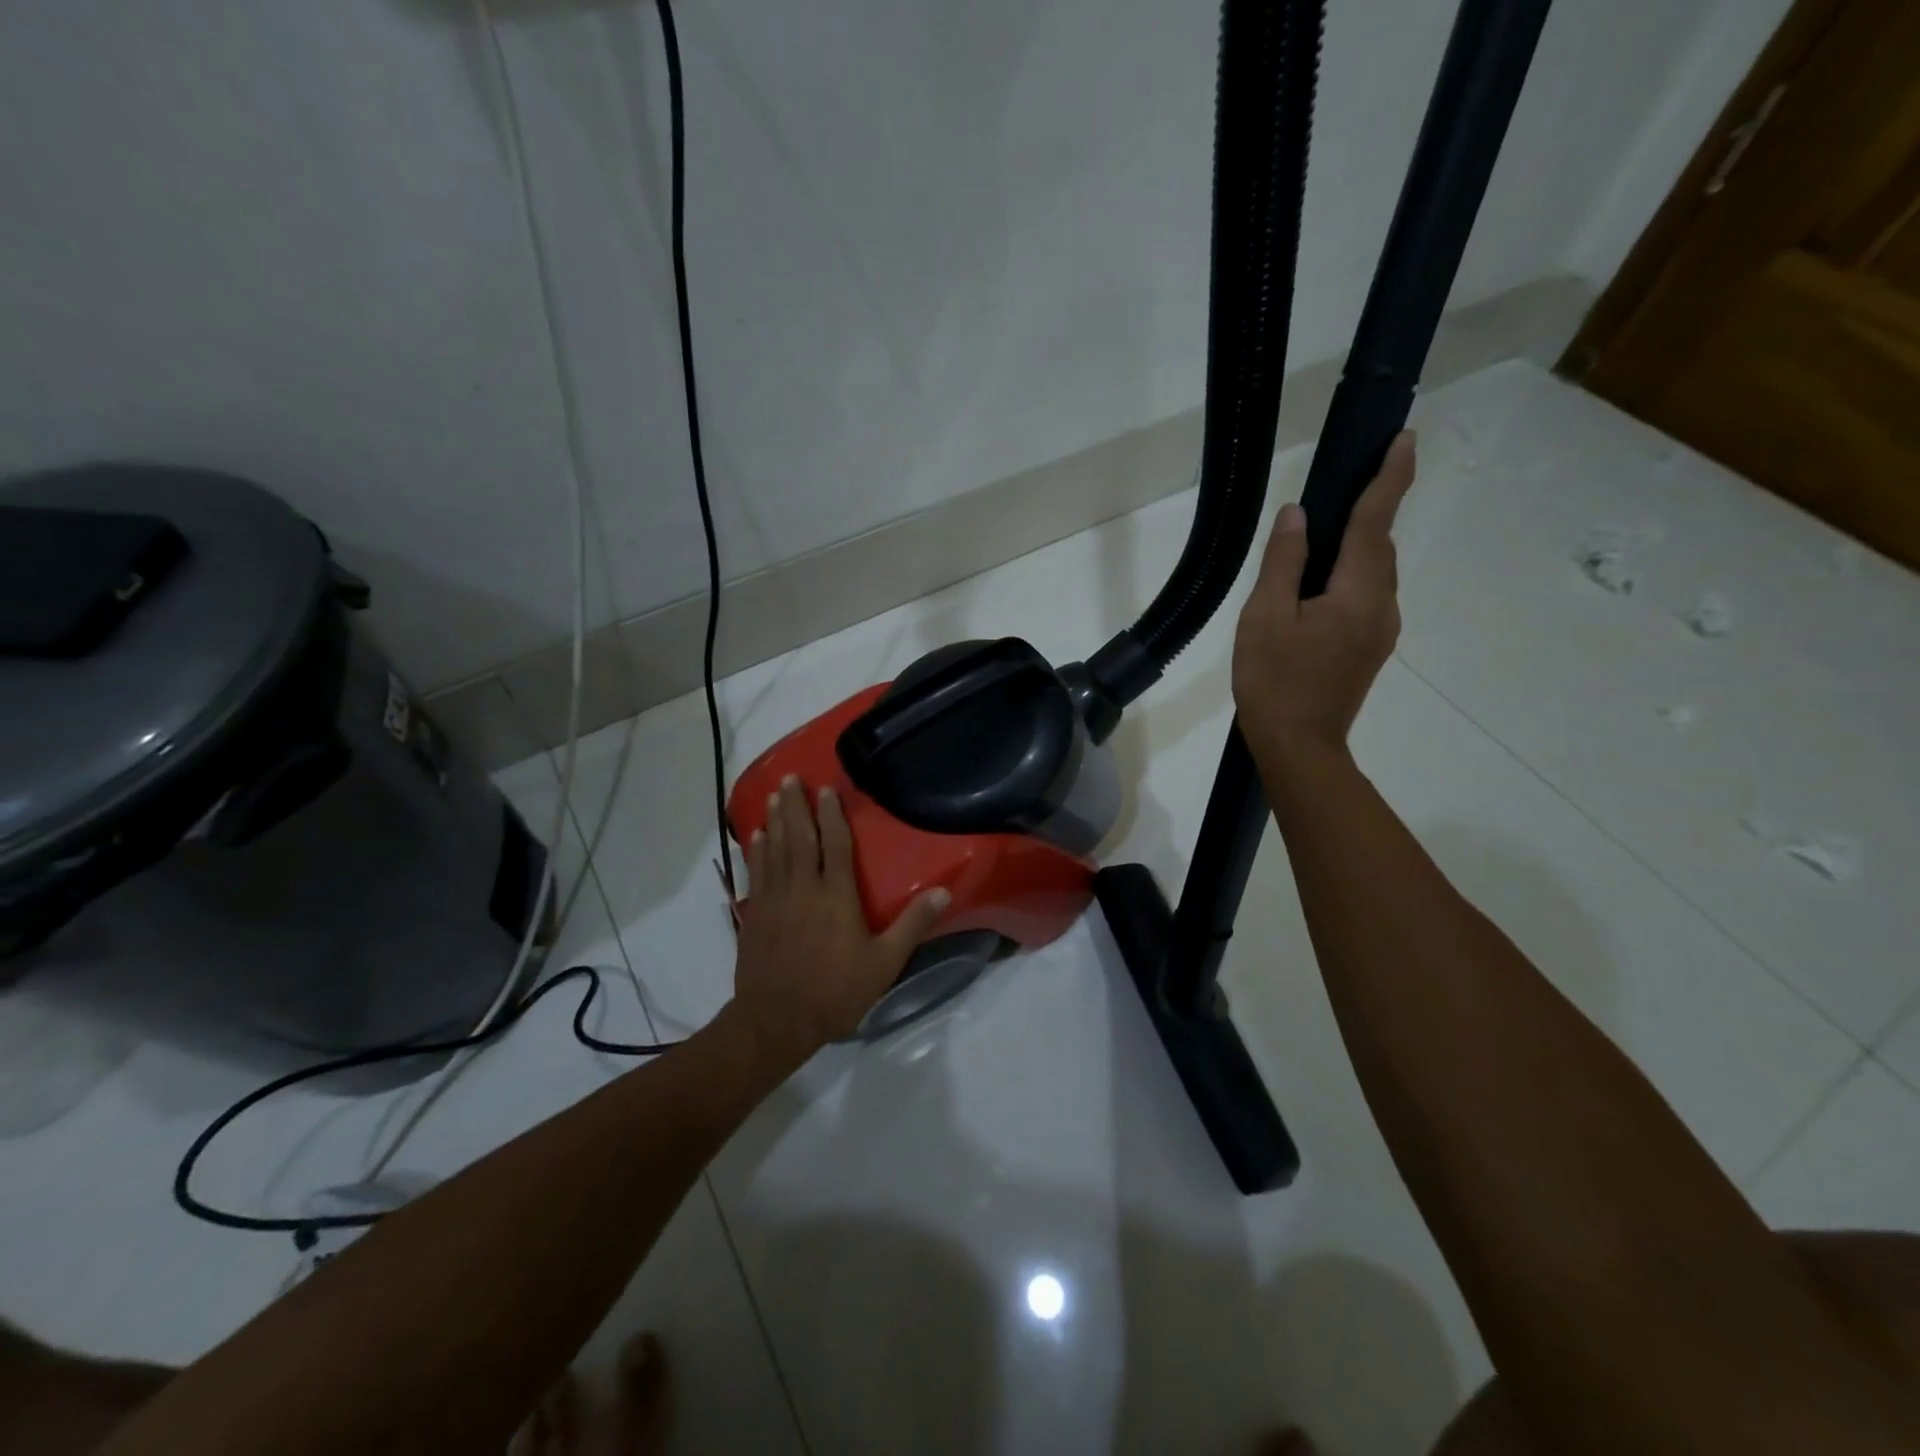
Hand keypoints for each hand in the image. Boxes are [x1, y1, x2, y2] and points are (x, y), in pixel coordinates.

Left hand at [731, 775, 949, 1059]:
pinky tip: (755, 837)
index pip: (834, 845)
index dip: (832, 815)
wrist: (777, 1020)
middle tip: (791, 778)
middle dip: (796, 806)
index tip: (827, 791)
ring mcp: (774, 899)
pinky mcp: (754, 914)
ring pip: (775, 849)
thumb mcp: (884, 962)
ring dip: (774, 820)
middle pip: (799, 838)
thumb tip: (944, 891)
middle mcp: (803, 888)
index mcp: (836, 895)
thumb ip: (912, 925)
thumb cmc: (836, 991)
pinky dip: (756, 851)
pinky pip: (756, 873)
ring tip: (774, 795)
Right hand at [1232, 431, 1415, 761]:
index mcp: (1356, 593)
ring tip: (1319, 544)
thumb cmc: (1275, 682)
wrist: (1298, 746)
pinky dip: (1351, 577)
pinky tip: (1319, 590)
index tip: (1405, 439)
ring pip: (1374, 574)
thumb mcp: (1264, 618)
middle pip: (1378, 547)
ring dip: (1357, 549)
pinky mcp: (1370, 649)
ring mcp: (1380, 631)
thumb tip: (1298, 515)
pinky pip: (1367, 598)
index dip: (1389, 479)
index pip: (1374, 523)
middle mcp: (1382, 606)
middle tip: (1347, 486)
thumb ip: (1283, 563)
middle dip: (1370, 513)